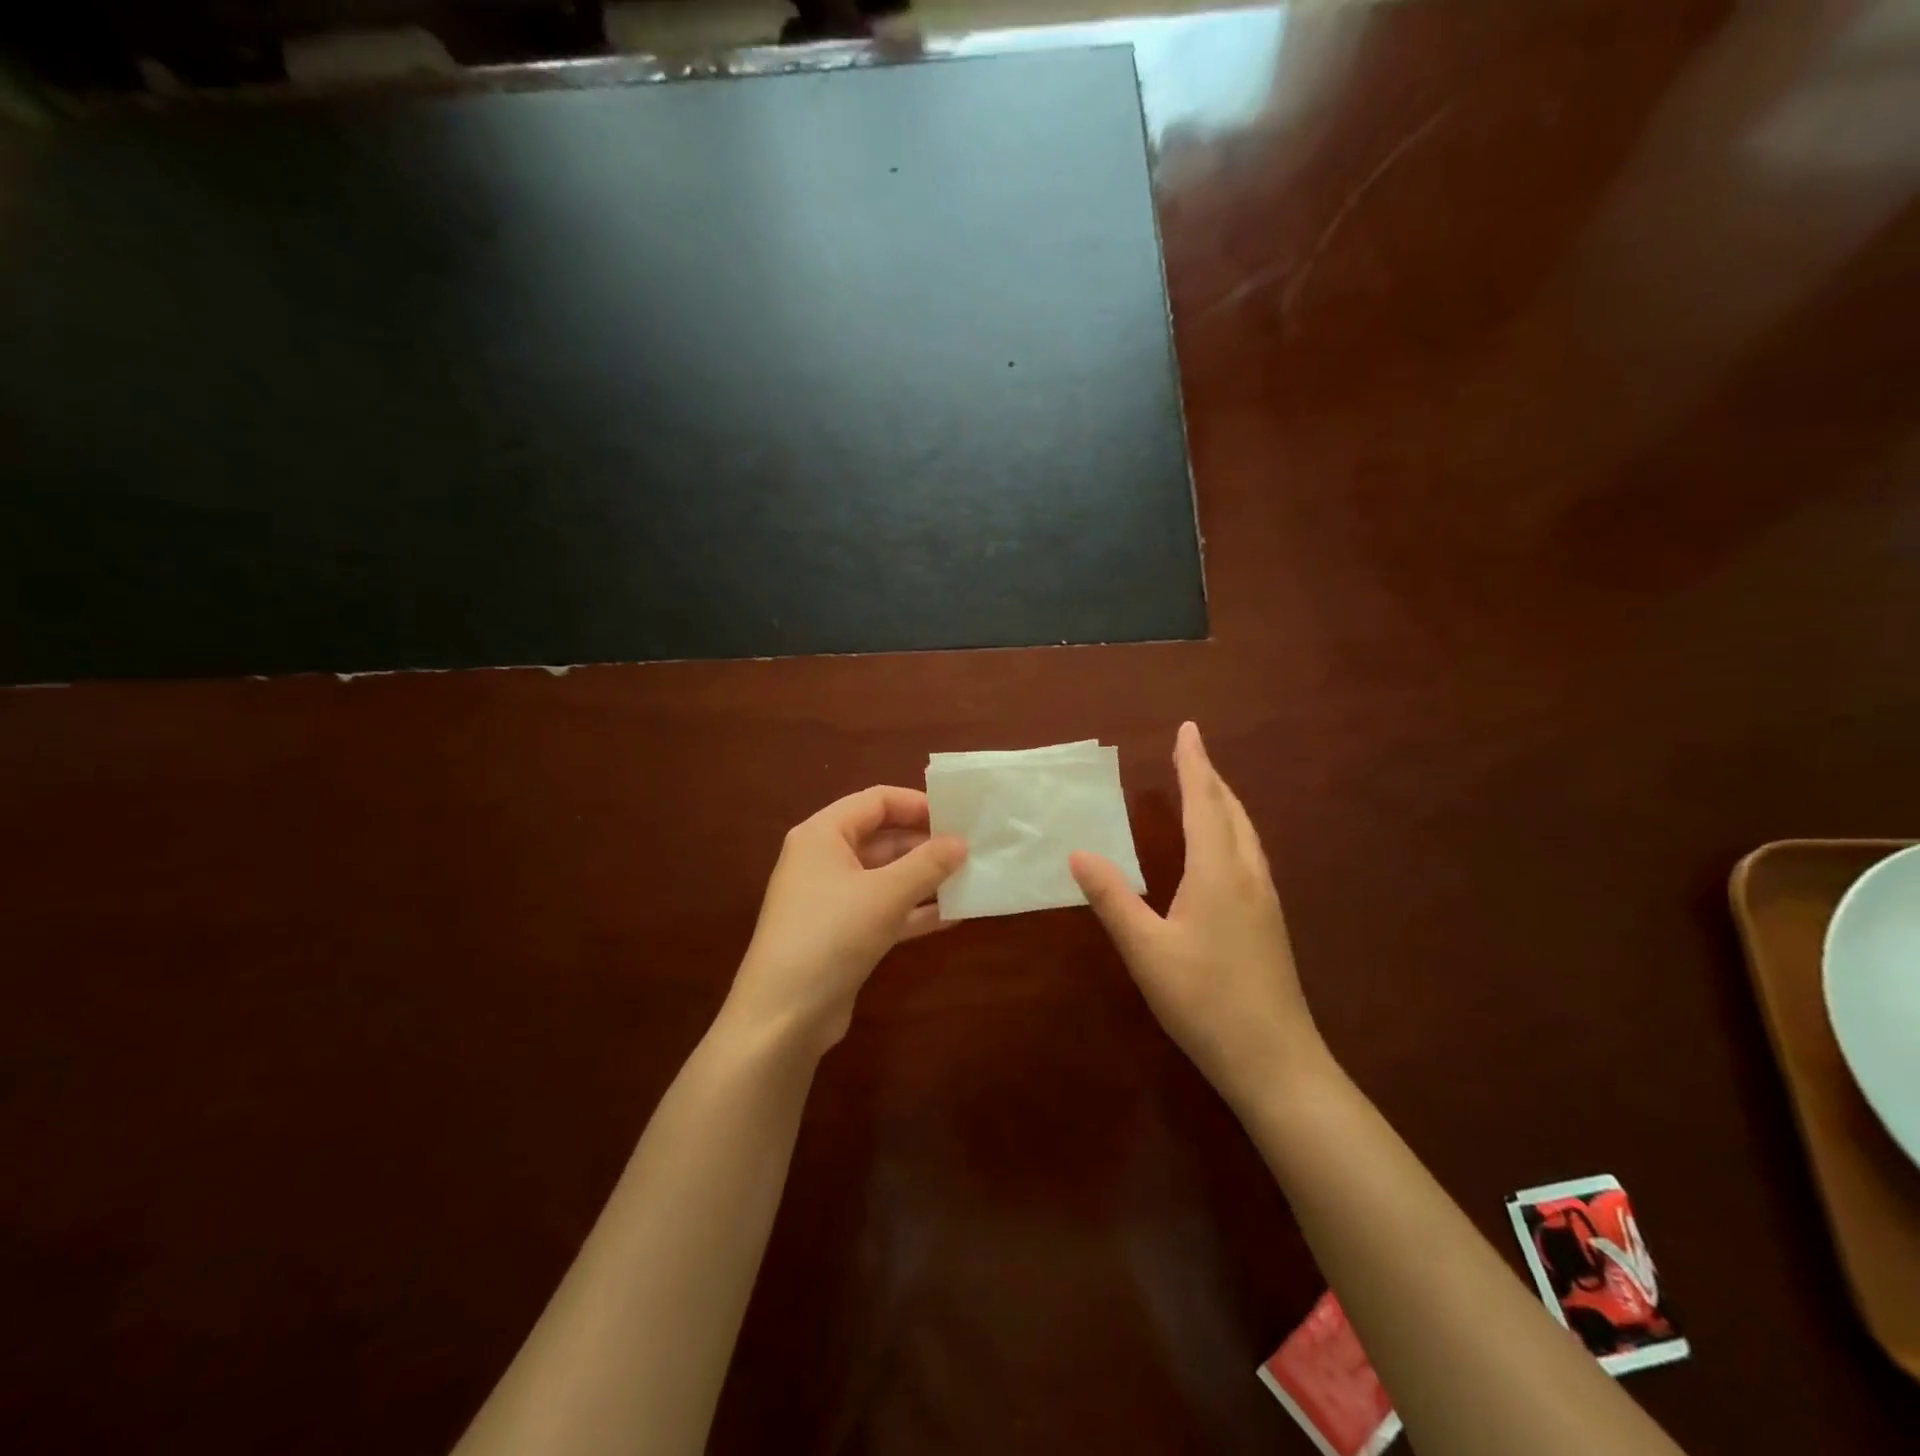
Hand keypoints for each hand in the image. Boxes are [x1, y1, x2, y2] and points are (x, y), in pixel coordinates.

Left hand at [726, 786, 965, 1055]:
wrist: (783, 1016)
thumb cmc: (831, 935)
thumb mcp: (886, 894)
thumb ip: (928, 864)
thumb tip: (961, 843)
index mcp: (823, 834)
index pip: (876, 801)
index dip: (918, 804)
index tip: (958, 816)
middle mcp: (824, 859)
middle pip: (882, 837)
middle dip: (926, 844)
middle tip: (972, 849)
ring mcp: (832, 899)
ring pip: (886, 876)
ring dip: (925, 879)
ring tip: (970, 879)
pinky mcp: (842, 934)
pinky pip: (884, 910)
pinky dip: (914, 911)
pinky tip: (953, 916)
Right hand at [1070, 722, 1326, 1111]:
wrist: (1275, 1060)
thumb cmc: (1205, 1001)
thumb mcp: (1146, 950)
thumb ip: (1112, 899)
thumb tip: (1078, 853)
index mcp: (1219, 873)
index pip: (1205, 803)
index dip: (1194, 764)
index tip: (1187, 729)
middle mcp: (1248, 875)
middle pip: (1231, 811)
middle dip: (1210, 777)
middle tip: (1191, 750)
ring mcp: (1266, 899)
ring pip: (1246, 833)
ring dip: (1224, 802)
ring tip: (1206, 787)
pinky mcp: (1270, 922)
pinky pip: (1250, 854)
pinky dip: (1232, 830)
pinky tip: (1223, 849)